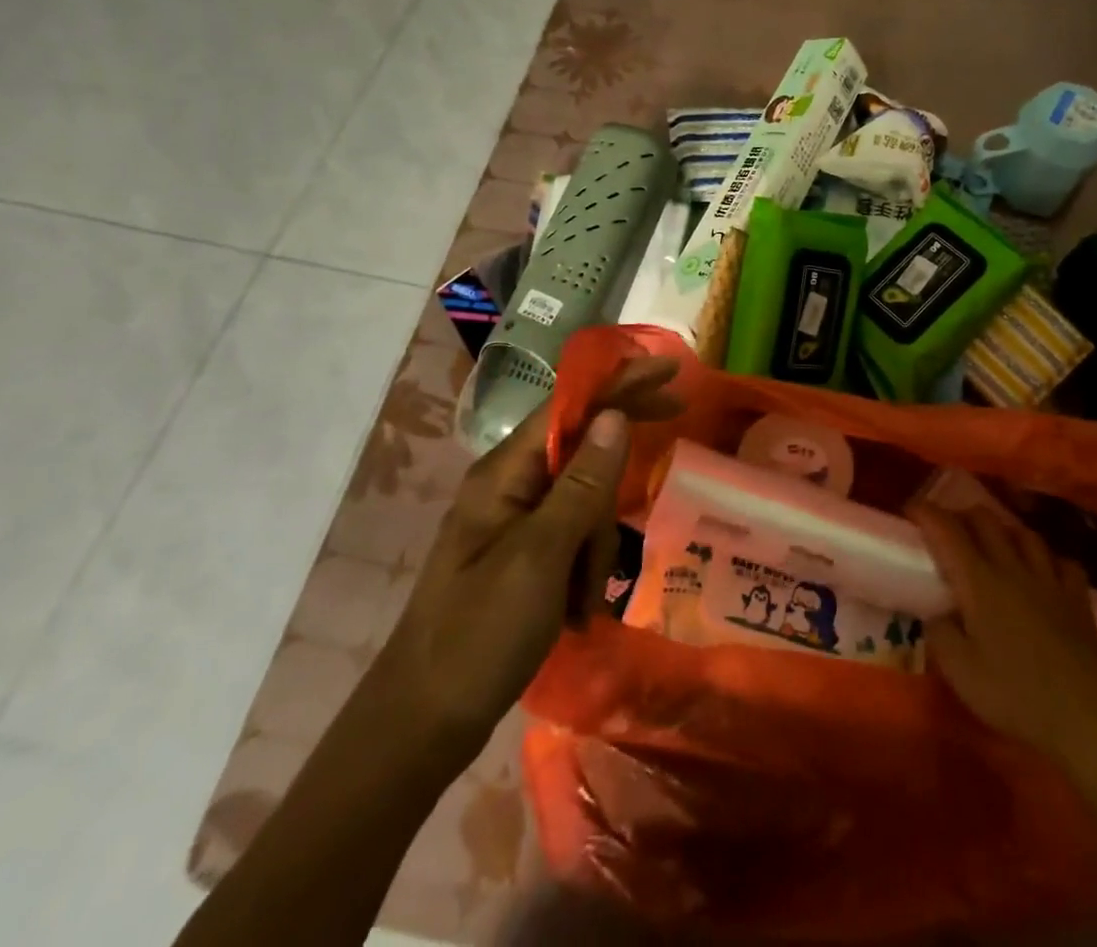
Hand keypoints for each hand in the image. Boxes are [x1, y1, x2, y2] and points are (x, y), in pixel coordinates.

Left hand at [375, 356, 681, 754]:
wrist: (420, 726)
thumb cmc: (479, 636)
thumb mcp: (540, 557)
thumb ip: (581, 484)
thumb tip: (615, 415)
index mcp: (504, 474)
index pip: (570, 406)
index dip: (620, 382)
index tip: (670, 370)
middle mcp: (508, 486)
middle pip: (581, 448)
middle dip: (616, 468)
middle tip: (676, 423)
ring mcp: (514, 523)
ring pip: (583, 502)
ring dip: (596, 545)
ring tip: (583, 601)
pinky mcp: (522, 557)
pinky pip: (572, 539)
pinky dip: (584, 569)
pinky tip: (577, 612)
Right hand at [913, 502, 1096, 769]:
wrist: (1085, 719)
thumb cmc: (1015, 695)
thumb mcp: (960, 673)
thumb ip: (939, 635)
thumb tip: (935, 614)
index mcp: (980, 582)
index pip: (948, 530)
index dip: (926, 513)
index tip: (910, 509)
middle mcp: (1013, 568)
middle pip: (985, 520)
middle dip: (962, 515)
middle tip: (948, 530)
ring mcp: (1050, 579)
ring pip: (1024, 533)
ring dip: (1003, 530)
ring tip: (994, 543)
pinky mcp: (1078, 598)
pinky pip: (1062, 561)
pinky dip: (1047, 559)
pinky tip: (1043, 571)